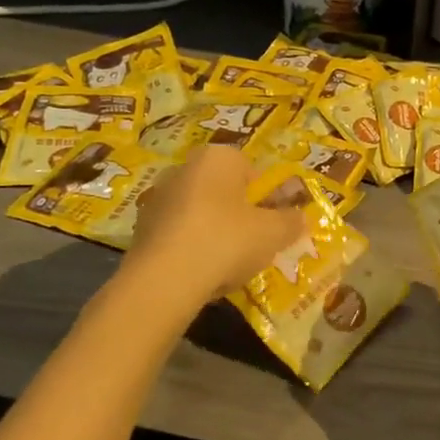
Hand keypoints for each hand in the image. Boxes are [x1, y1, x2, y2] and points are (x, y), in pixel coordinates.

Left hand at [129, 145, 307, 304]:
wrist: (163, 280)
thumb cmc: (226, 241)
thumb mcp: (273, 233)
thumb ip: (291, 221)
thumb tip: (300, 217)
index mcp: (216, 158)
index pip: (249, 169)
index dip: (264, 197)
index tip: (271, 224)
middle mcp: (183, 169)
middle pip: (222, 191)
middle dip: (238, 215)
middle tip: (253, 245)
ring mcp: (157, 199)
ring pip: (199, 215)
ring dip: (214, 234)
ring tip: (227, 267)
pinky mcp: (140, 230)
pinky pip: (178, 236)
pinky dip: (191, 251)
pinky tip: (201, 275)